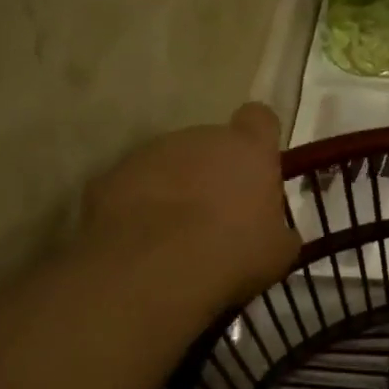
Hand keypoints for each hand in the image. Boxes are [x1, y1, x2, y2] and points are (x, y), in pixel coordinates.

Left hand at [78, 103, 299, 312]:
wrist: (153, 269)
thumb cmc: (234, 251)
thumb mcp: (279, 249)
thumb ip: (279, 228)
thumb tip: (276, 231)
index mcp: (247, 148)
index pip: (260, 119)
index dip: (260, 138)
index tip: (259, 165)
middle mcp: (199, 138)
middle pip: (211, 143)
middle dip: (215, 170)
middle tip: (219, 214)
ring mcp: (149, 153)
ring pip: (170, 163)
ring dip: (177, 187)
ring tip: (178, 233)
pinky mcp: (109, 176)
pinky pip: (134, 186)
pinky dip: (140, 206)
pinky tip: (146, 241)